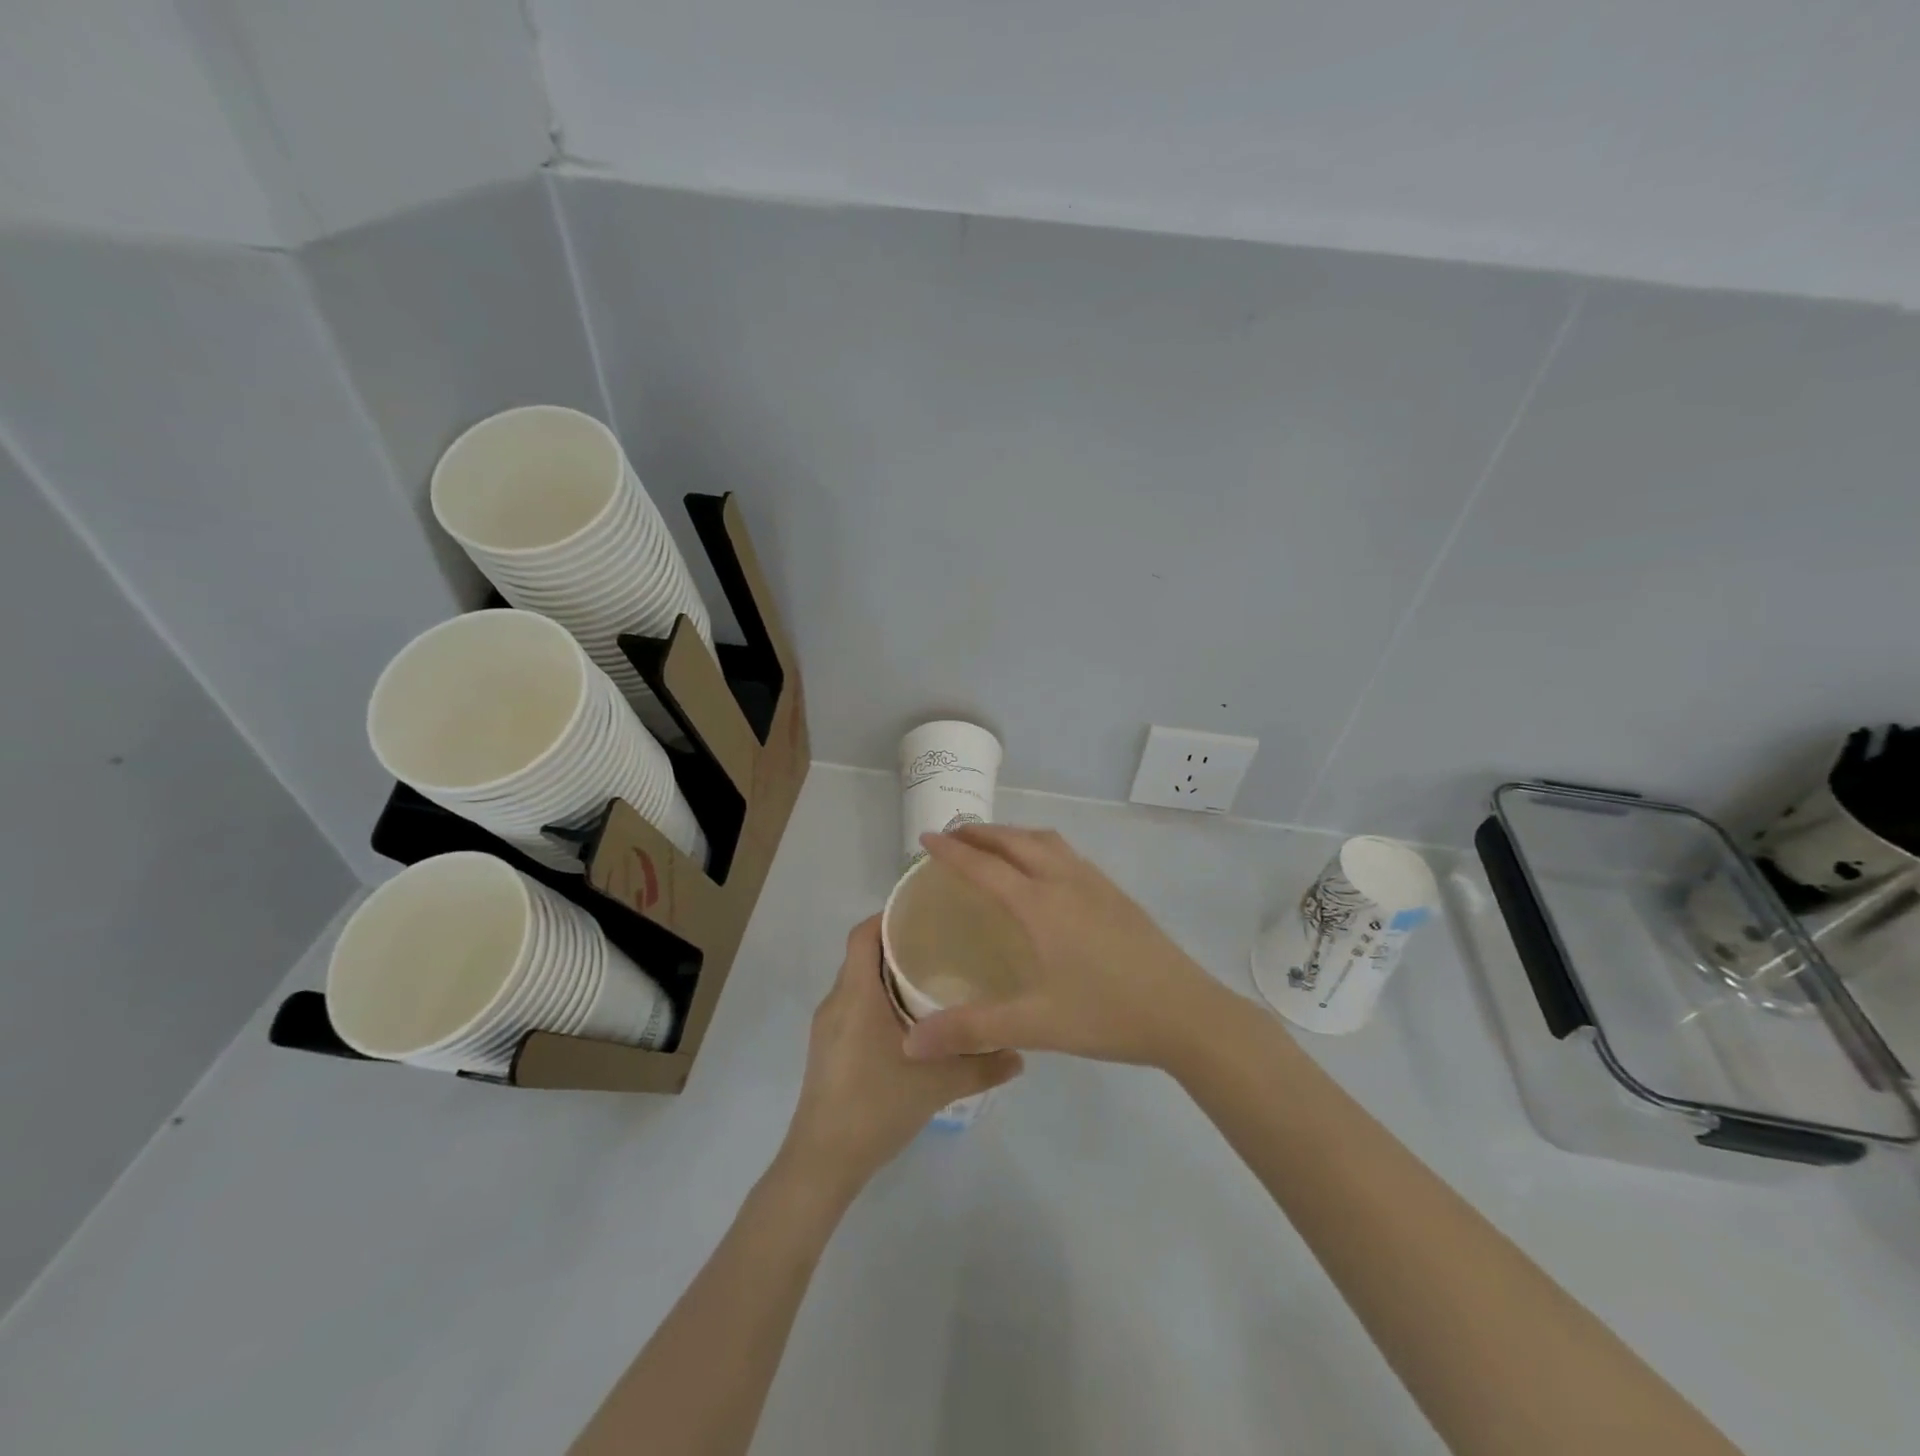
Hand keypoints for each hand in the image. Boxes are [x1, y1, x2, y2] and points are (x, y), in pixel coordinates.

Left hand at [781, 916, 1021, 1197]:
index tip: (926, 911)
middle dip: (899, 944)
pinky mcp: (829, 1049)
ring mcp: (829, 1027)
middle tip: (943, 942)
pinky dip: (879, 998)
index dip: (889, 916)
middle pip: (863, 954)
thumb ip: (981, 1066)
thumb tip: (1020, 1053)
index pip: (863, 935)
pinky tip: (911, 1019)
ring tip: (933, 976)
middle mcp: (837, 1002)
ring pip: (859, 982)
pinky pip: (855, 1005)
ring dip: (889, 974)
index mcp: (856, 995)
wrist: (823, 1162)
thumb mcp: (938, 1085)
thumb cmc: (875, 1107)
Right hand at [902, 825, 1230, 1068]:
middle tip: (952, 838)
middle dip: (980, 833)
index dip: (951, 851)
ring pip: (1046, 841)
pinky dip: (1040, 847)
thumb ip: (972, 1029)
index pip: (984, 865)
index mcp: (1040, 904)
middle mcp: (1065, 880)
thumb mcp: (1035, 1024)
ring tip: (993, 847)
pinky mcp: (1116, 894)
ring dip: (1013, 836)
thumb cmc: (1107, 1014)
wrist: (1187, 1012)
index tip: (925, 839)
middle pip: (1015, 841)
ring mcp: (1095, 883)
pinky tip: (1044, 873)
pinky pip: (1067, 854)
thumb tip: (912, 1043)